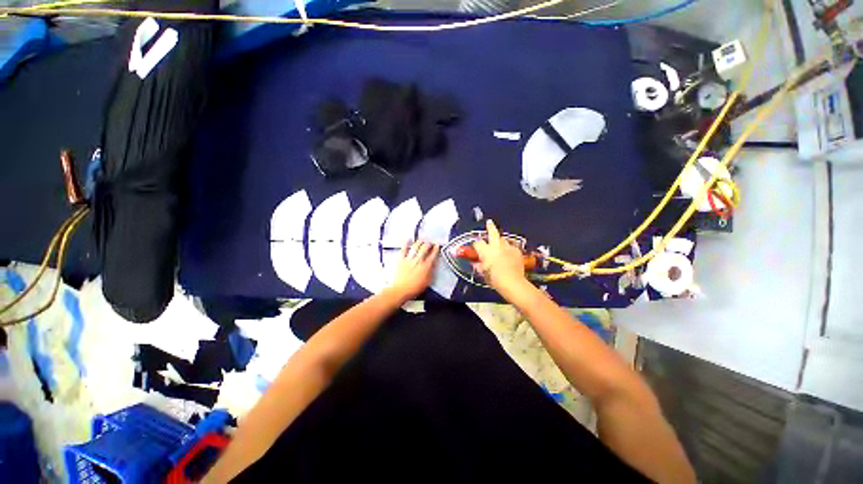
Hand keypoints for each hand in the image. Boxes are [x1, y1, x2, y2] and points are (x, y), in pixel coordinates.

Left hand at [387, 241, 439, 300]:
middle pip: (425, 248)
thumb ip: (431, 271)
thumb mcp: (427, 282)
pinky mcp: (401, 259)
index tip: (437, 246)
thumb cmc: (414, 288)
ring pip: (415, 247)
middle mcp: (418, 261)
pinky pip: (404, 249)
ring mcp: (409, 259)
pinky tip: (407, 239)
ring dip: (419, 242)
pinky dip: (405, 243)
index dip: (436, 249)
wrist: (400, 290)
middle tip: (430, 243)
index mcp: (425, 267)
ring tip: (422, 240)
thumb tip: (433, 264)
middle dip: (428, 244)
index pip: (433, 255)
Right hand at [472, 220, 528, 294]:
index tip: (476, 247)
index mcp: (485, 251)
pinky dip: (509, 249)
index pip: (477, 243)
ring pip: (503, 239)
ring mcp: (508, 247)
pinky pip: (511, 247)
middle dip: (490, 227)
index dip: (476, 245)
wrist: (513, 283)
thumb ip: (479, 266)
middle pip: (492, 232)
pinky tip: (509, 255)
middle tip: (489, 223)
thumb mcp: (483, 273)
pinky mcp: (517, 251)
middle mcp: (496, 246)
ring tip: (499, 246)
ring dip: (500, 241)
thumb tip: (476, 264)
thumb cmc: (495, 279)